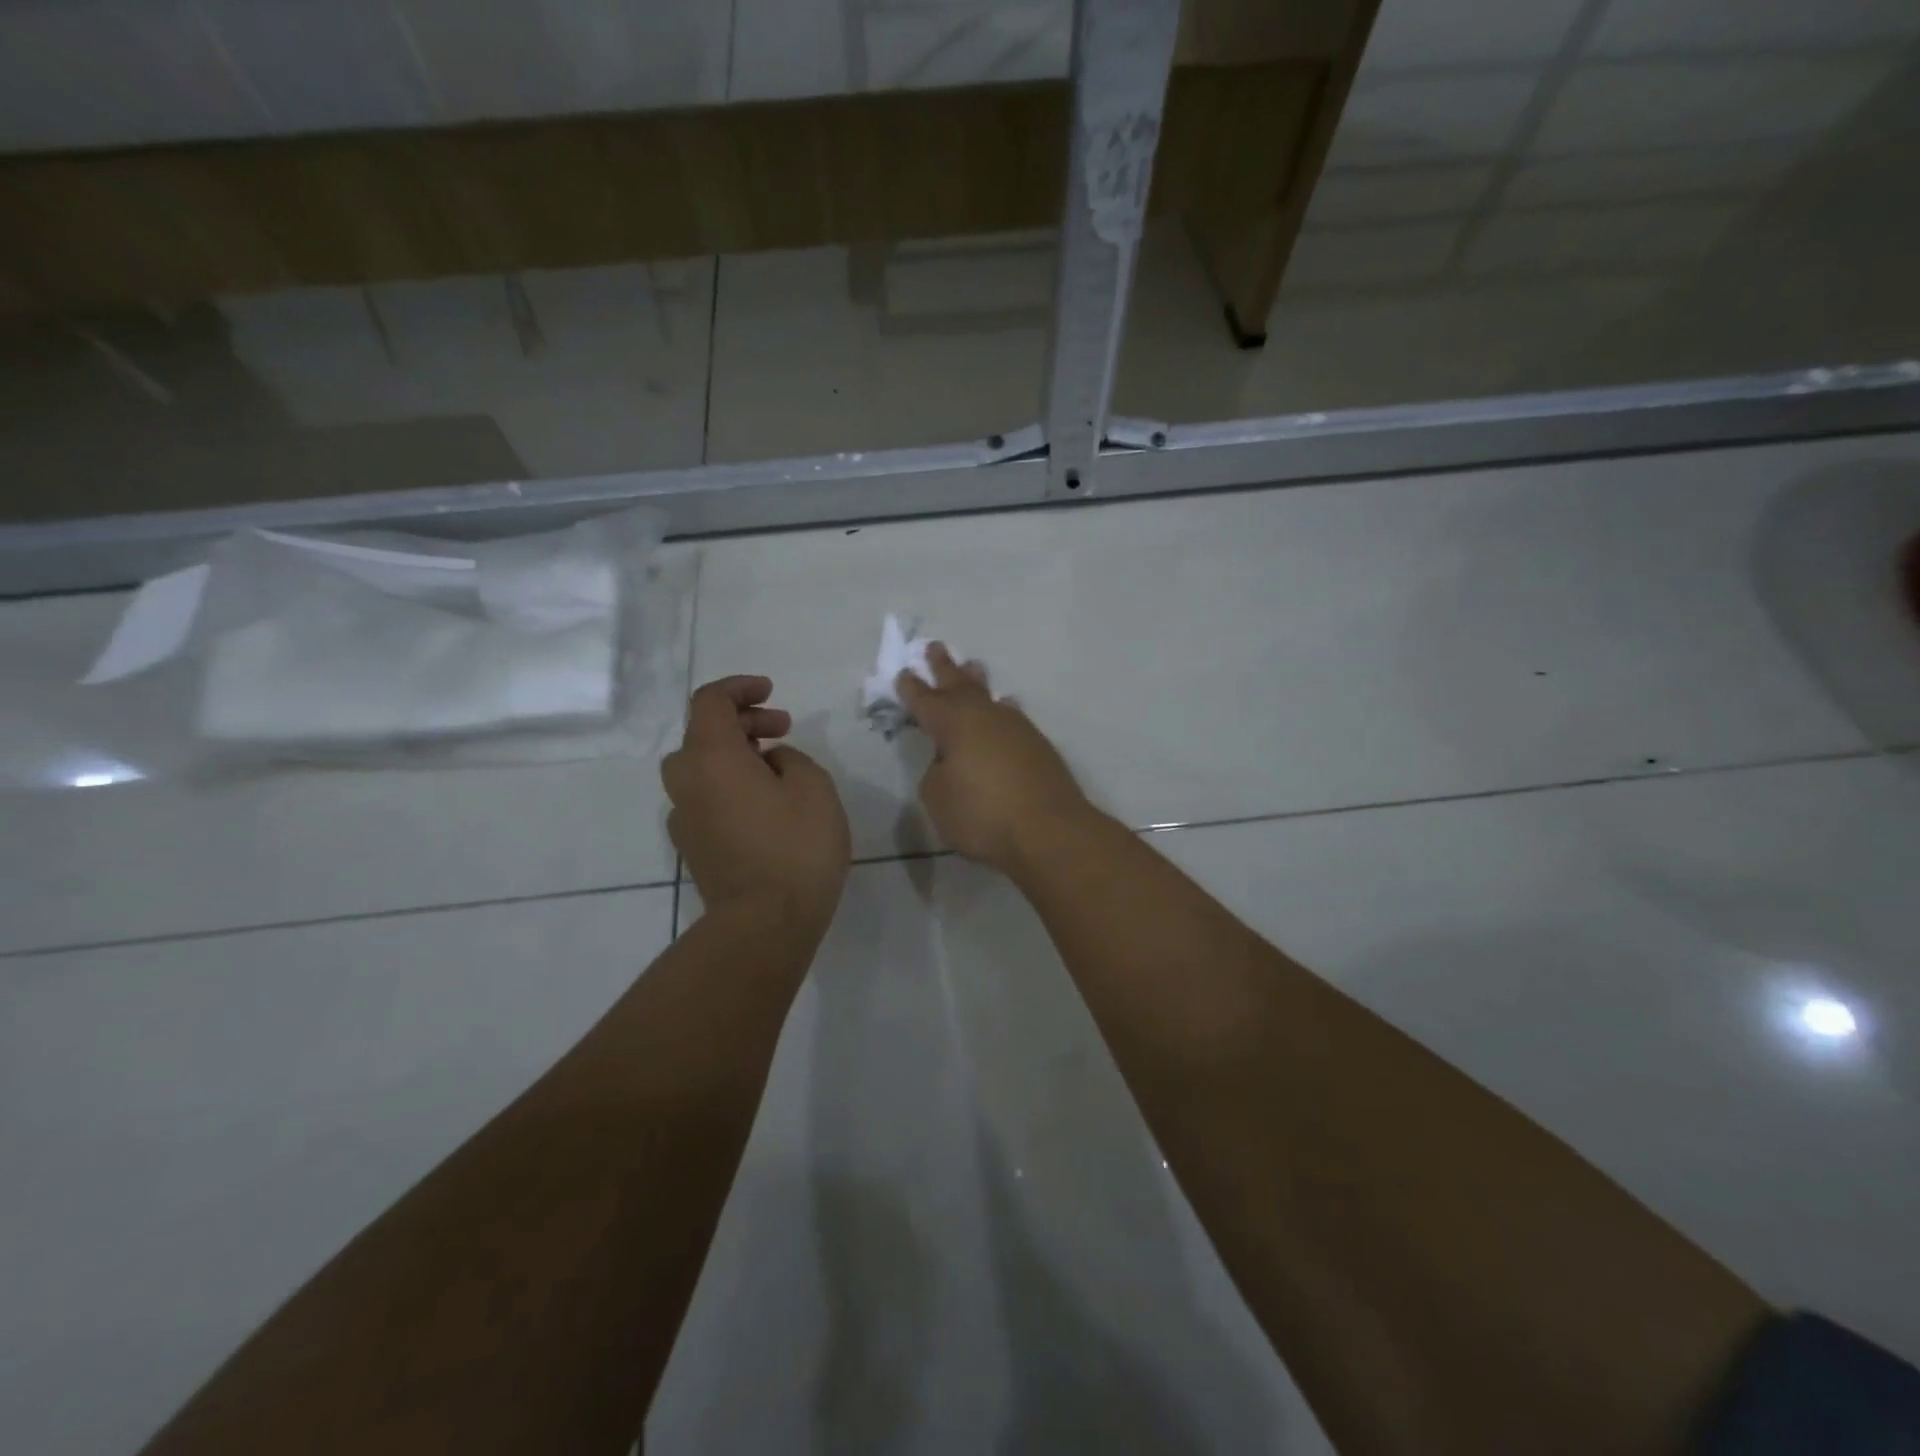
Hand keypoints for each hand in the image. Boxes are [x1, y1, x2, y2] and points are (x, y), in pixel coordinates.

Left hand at [662, 676, 850, 933]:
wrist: (763, 924)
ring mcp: (684, 817)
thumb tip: (771, 763)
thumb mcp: (814, 787)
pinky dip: (729, 785)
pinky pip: (706, 797)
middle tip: (783, 729)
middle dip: (743, 721)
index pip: (709, 701)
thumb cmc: (795, 847)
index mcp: (711, 758)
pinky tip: (764, 805)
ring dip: (735, 754)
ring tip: (779, 767)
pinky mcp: (692, 846)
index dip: (739, 688)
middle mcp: (686, 782)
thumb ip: (791, 759)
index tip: (772, 692)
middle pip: (703, 733)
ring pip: (702, 767)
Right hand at [896, 645, 1095, 873]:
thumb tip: (950, 762)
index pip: (925, 700)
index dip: (911, 688)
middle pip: (960, 685)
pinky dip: (1002, 709)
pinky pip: (1012, 716)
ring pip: (989, 696)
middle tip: (936, 647)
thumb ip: (936, 774)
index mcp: (953, 724)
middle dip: (945, 667)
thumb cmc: (983, 815)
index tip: (903, 673)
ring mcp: (1015, 727)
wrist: (1049, 829)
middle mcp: (984, 716)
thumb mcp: (939, 799)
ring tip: (973, 667)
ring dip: (977, 682)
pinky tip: (1006, 707)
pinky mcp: (1037, 745)